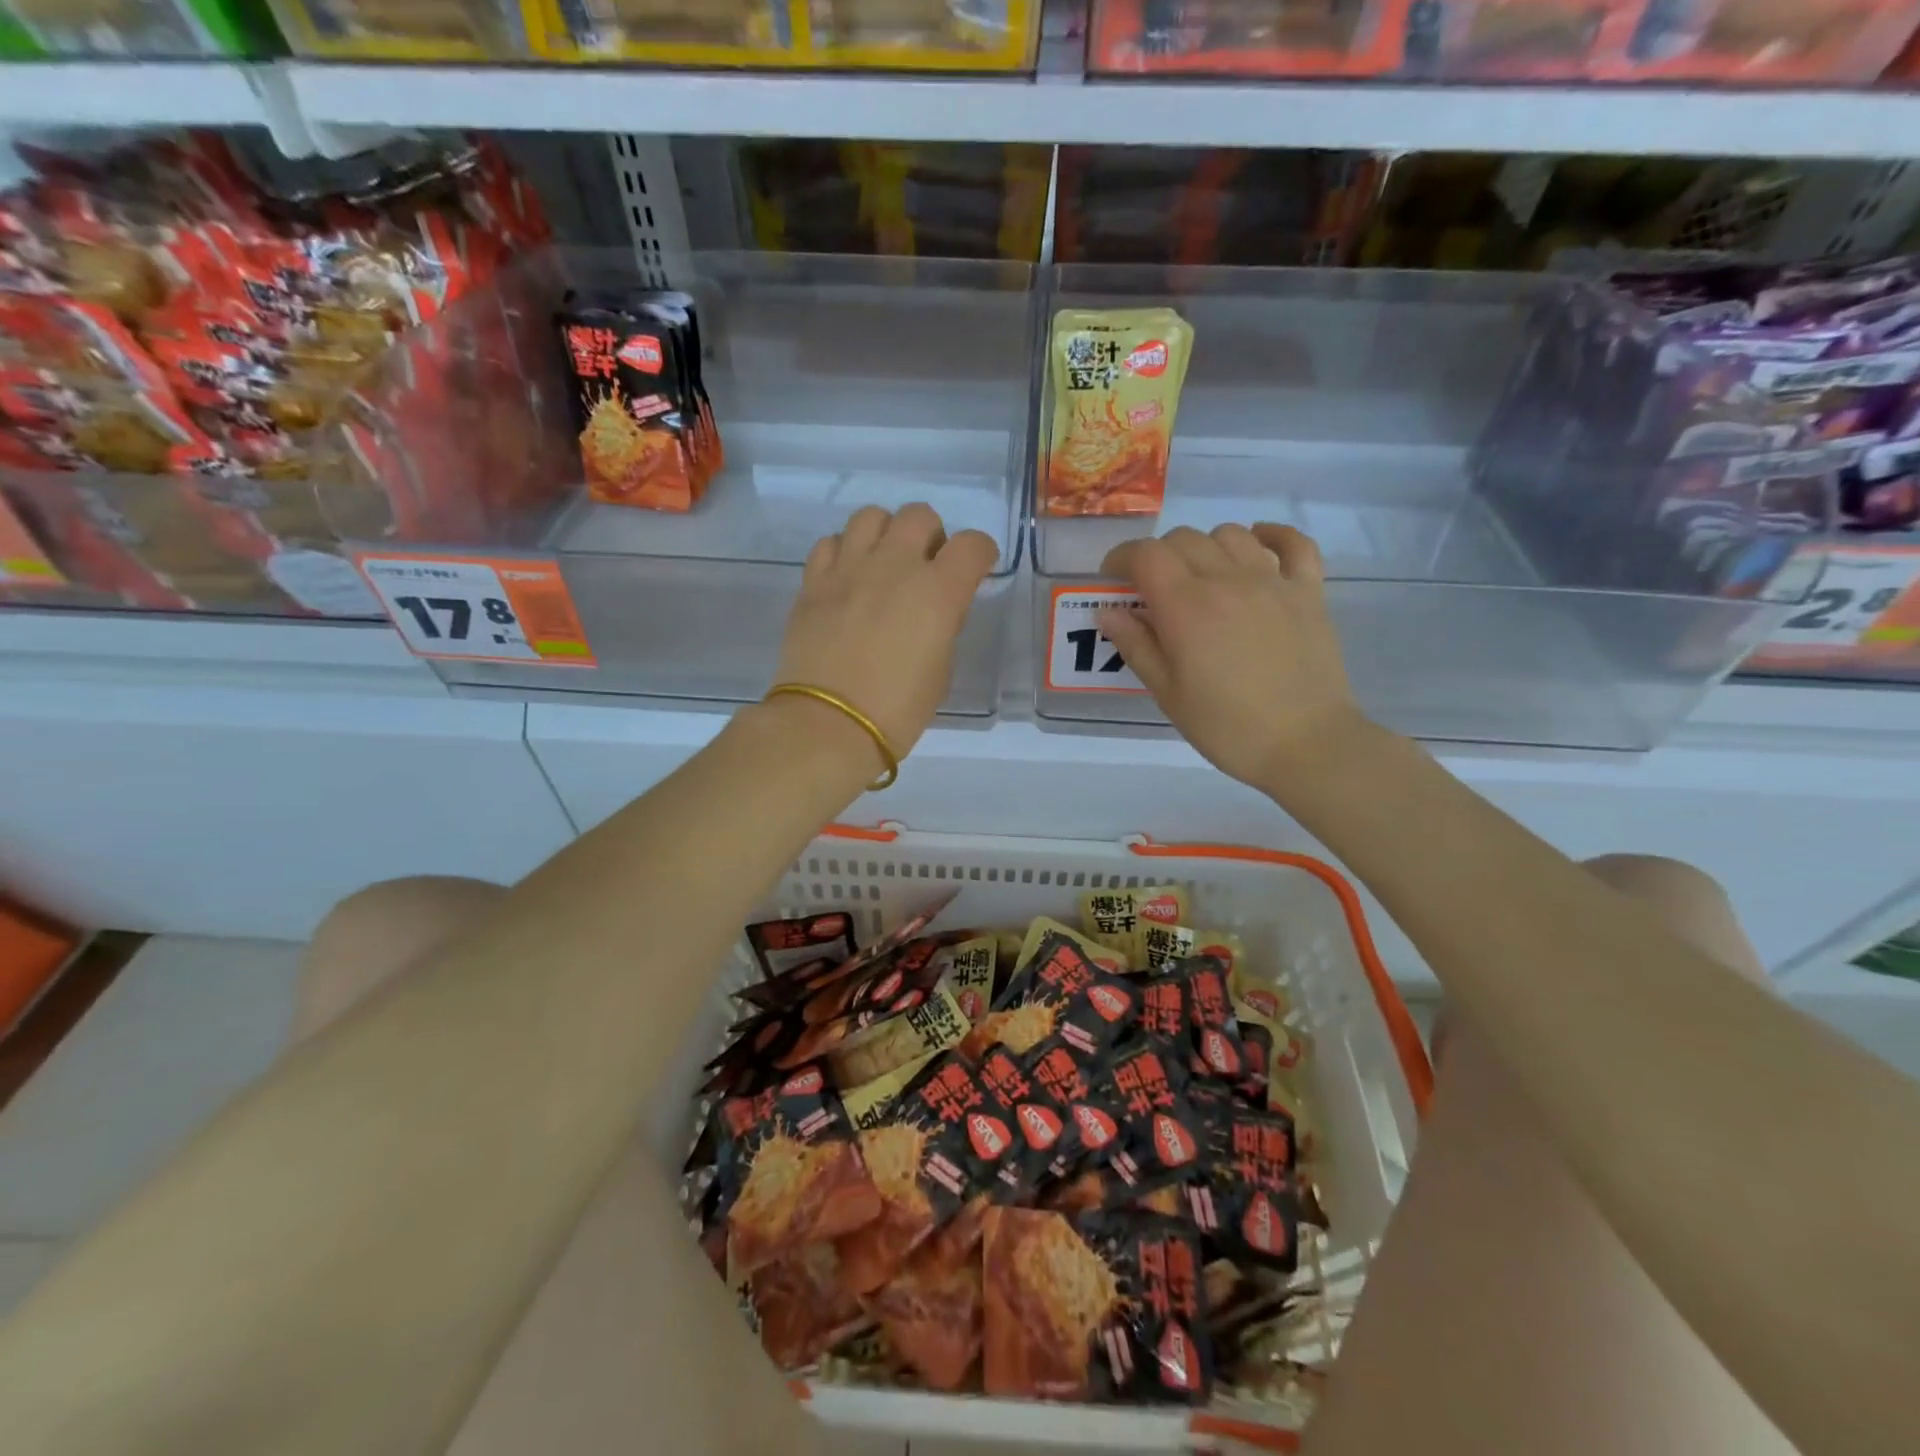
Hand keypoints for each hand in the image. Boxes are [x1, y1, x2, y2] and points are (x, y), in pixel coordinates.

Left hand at [770, 503, 998, 767]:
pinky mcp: (813, 582)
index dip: (980, 553)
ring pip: (871, 516)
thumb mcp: (941, 670)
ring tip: (883, 564)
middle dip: (931, 535)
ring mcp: (848, 569)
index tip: (976, 569)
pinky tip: (847, 578)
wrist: (829, 726)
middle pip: (919, 515)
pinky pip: (830, 542)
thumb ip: (943, 626)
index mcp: (938, 592)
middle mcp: (894, 566)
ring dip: (886, 533)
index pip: (972, 545)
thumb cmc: (897, 710)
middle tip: (926, 567)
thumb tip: (935, 608)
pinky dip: (844, 552)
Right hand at [1099, 523, 1363, 788]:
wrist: (1306, 744)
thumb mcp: (1168, 694)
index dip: (1121, 558)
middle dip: (1158, 556)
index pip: (1145, 555)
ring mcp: (1273, 581)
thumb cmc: (1226, 726)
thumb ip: (1136, 646)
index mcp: (1187, 606)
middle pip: (1184, 539)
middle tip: (1153, 589)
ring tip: (1201, 577)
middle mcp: (1228, 580)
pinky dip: (1272, 536)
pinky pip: (1293, 543)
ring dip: (1205, 547)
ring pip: (1230, 534)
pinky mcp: (1309, 591)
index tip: (1113, 580)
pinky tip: (1257, 547)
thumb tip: (1109, 612)